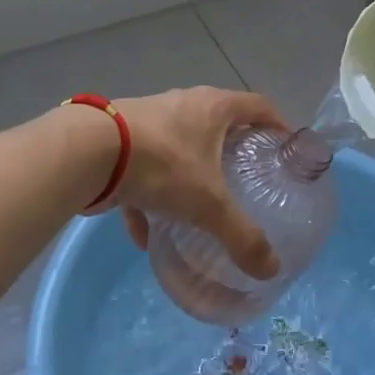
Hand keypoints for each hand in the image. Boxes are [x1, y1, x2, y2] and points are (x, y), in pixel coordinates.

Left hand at [110, 88, 285, 314]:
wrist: (89, 151)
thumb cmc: (163, 164)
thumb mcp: (208, 205)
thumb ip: (241, 237)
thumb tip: (271, 269)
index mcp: (214, 108)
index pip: (258, 106)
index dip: (277, 124)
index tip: (286, 148)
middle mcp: (184, 105)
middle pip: (218, 123)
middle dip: (232, 151)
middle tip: (246, 180)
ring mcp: (149, 120)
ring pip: (178, 147)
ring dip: (187, 175)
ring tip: (197, 208)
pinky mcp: (120, 140)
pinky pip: (142, 171)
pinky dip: (147, 200)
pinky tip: (145, 235)